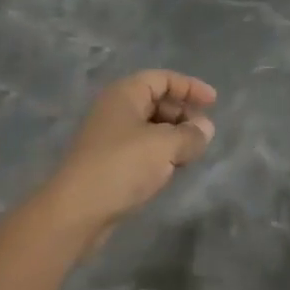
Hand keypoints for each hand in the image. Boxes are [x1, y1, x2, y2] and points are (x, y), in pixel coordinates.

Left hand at [40, 70, 217, 251]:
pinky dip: (160, 153)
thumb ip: (191, 134)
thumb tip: (206, 128)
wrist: (75, 211)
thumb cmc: (122, 166)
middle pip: (156, 100)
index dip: (190, 87)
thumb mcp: (165, 146)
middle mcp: (115, 109)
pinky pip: (141, 148)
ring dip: (173, 135)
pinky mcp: (108, 163)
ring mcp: (109, 137)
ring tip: (192, 152)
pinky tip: (172, 169)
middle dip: (183, 113)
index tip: (214, 103)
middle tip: (204, 131)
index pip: (163, 78)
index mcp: (125, 94)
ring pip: (149, 127)